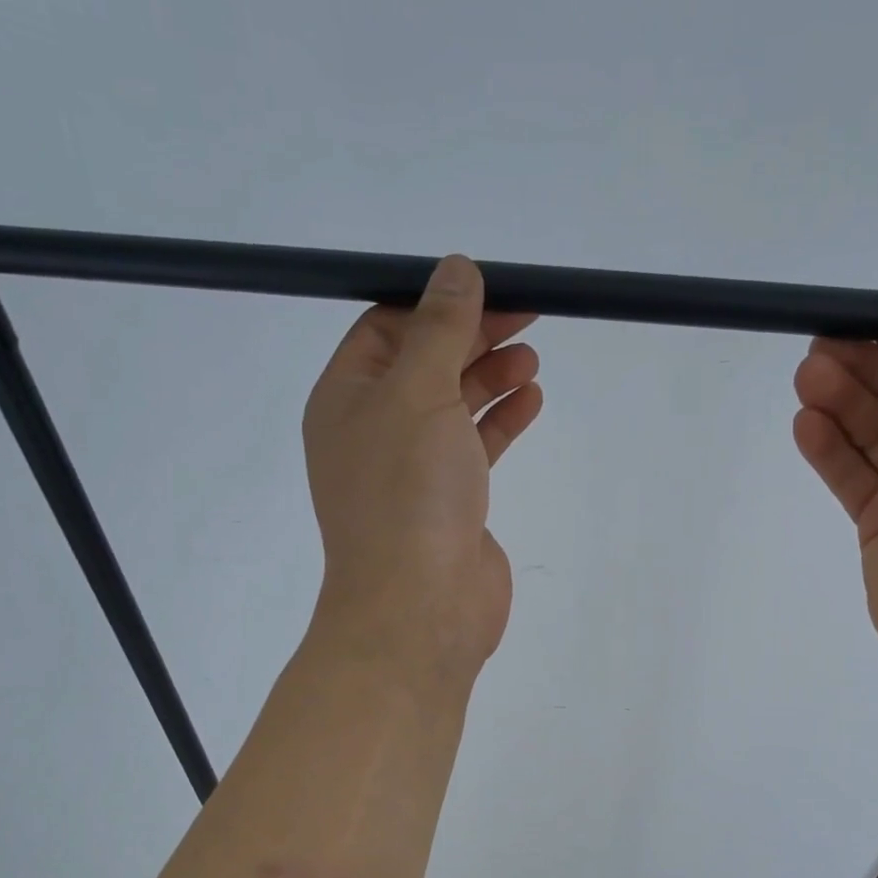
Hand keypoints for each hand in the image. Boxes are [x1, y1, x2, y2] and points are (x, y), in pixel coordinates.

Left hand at [303, 256, 542, 682]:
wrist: (421, 608)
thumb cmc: (408, 493)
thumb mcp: (419, 393)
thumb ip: (440, 329)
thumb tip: (456, 268)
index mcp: (346, 399)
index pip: (386, 330)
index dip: (435, 303)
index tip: (488, 287)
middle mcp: (373, 431)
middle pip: (424, 364)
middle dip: (472, 337)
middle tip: (526, 315)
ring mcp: (411, 471)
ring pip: (452, 406)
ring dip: (490, 377)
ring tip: (532, 358)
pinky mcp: (449, 503)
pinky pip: (473, 447)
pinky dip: (500, 421)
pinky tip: (531, 400)